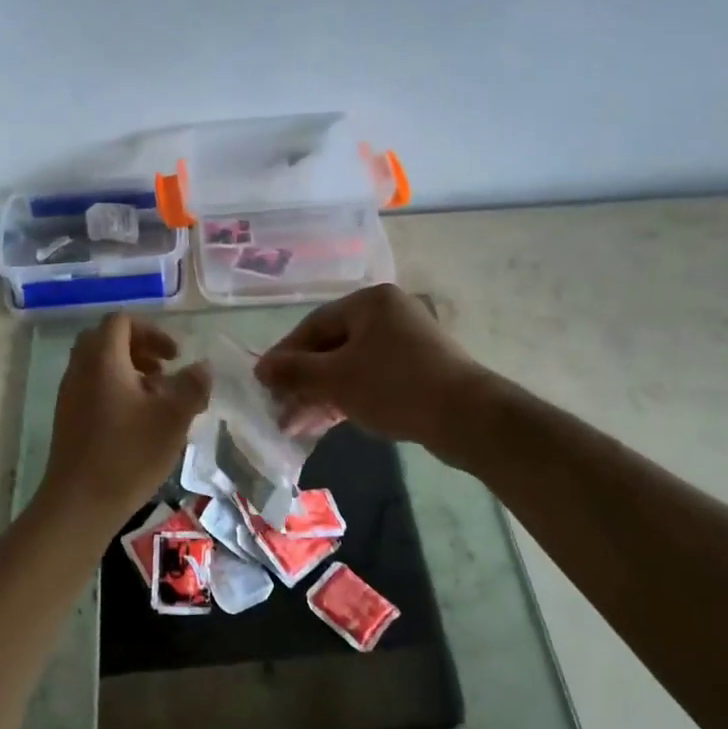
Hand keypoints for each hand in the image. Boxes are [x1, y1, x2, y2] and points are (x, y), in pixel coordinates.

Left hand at [38, 313, 210, 521]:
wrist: (79, 503)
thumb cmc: (128, 455)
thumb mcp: (173, 418)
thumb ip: (192, 386)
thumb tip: (203, 366)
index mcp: (103, 360)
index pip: (121, 321)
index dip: (152, 330)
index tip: (176, 355)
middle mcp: (80, 369)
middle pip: (107, 339)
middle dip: (139, 348)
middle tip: (165, 369)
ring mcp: (69, 394)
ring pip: (99, 364)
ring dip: (129, 370)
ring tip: (157, 396)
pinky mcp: (68, 418)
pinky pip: (92, 386)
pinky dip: (116, 389)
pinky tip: (138, 420)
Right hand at [255, 284, 488, 447]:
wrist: (467, 418)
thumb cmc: (394, 386)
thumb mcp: (336, 378)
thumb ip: (294, 371)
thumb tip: (260, 367)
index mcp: (369, 303)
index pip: (313, 325)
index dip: (284, 355)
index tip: (263, 382)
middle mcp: (388, 315)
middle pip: (331, 347)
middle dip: (302, 381)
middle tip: (278, 409)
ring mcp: (405, 343)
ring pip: (349, 366)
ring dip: (320, 395)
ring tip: (295, 425)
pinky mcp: (417, 370)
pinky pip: (370, 379)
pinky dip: (346, 398)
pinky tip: (324, 422)